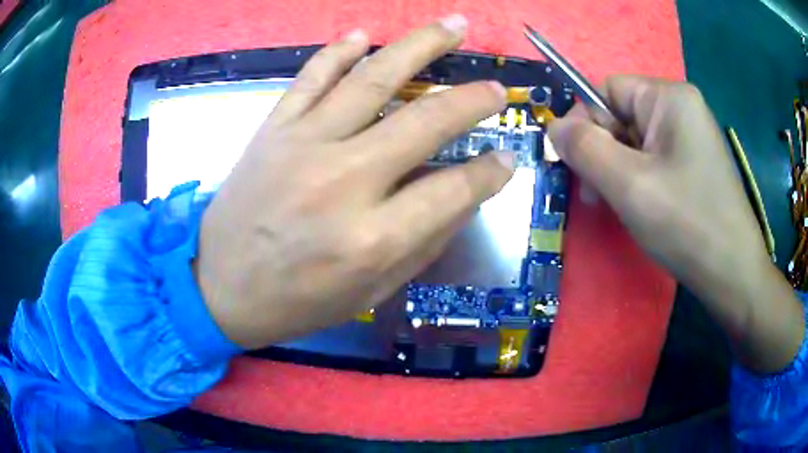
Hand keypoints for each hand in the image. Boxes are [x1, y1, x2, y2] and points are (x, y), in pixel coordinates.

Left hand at [194, 16, 513, 349]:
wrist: (218, 287)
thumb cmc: (296, 302)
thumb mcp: (370, 293)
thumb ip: (422, 244)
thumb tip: (462, 199)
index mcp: (373, 238)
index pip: (454, 190)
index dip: (490, 172)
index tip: (506, 158)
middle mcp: (344, 181)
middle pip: (425, 120)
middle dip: (472, 100)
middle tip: (496, 88)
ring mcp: (304, 145)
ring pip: (373, 79)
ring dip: (421, 46)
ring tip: (454, 25)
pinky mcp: (273, 130)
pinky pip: (311, 78)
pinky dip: (339, 52)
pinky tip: (364, 36)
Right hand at [548, 76, 803, 372]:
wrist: (734, 275)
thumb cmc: (687, 225)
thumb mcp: (629, 185)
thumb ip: (584, 149)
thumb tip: (553, 127)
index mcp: (669, 97)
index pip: (607, 91)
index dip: (585, 124)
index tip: (579, 168)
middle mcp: (681, 108)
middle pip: (622, 116)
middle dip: (603, 153)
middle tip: (598, 197)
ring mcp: (690, 136)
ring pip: (635, 142)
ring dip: (618, 171)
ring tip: (619, 207)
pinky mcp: (694, 163)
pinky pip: (653, 160)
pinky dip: (638, 181)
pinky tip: (642, 208)